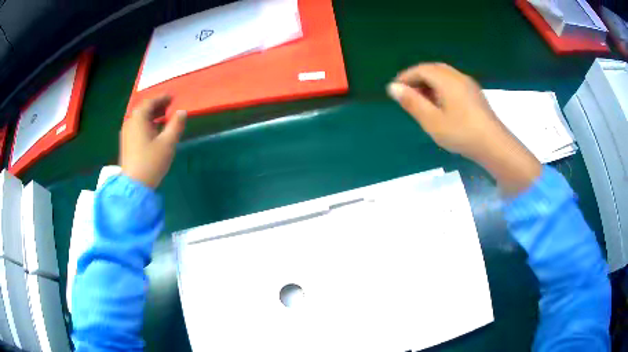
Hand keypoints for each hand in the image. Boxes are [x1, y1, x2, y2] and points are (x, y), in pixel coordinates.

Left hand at [120, 95, 186, 188]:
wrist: (134, 186)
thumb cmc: (151, 162)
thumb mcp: (167, 143)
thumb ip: (176, 125)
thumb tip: (182, 112)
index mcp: (138, 119)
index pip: (150, 102)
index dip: (162, 98)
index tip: (172, 97)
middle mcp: (130, 123)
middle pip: (143, 109)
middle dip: (157, 106)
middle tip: (170, 106)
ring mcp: (127, 134)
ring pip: (140, 119)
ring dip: (152, 116)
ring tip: (165, 118)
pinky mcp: (127, 143)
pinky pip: (137, 127)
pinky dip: (147, 124)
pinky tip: (155, 131)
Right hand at [387, 63, 540, 194]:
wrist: (494, 145)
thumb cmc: (462, 133)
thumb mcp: (432, 121)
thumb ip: (412, 102)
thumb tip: (393, 87)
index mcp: (447, 80)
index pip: (421, 70)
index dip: (406, 77)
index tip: (395, 90)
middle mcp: (458, 77)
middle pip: (433, 69)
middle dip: (417, 78)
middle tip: (407, 93)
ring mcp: (469, 84)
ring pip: (444, 75)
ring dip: (429, 82)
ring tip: (422, 100)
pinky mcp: (475, 94)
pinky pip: (453, 82)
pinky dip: (441, 87)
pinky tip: (441, 103)